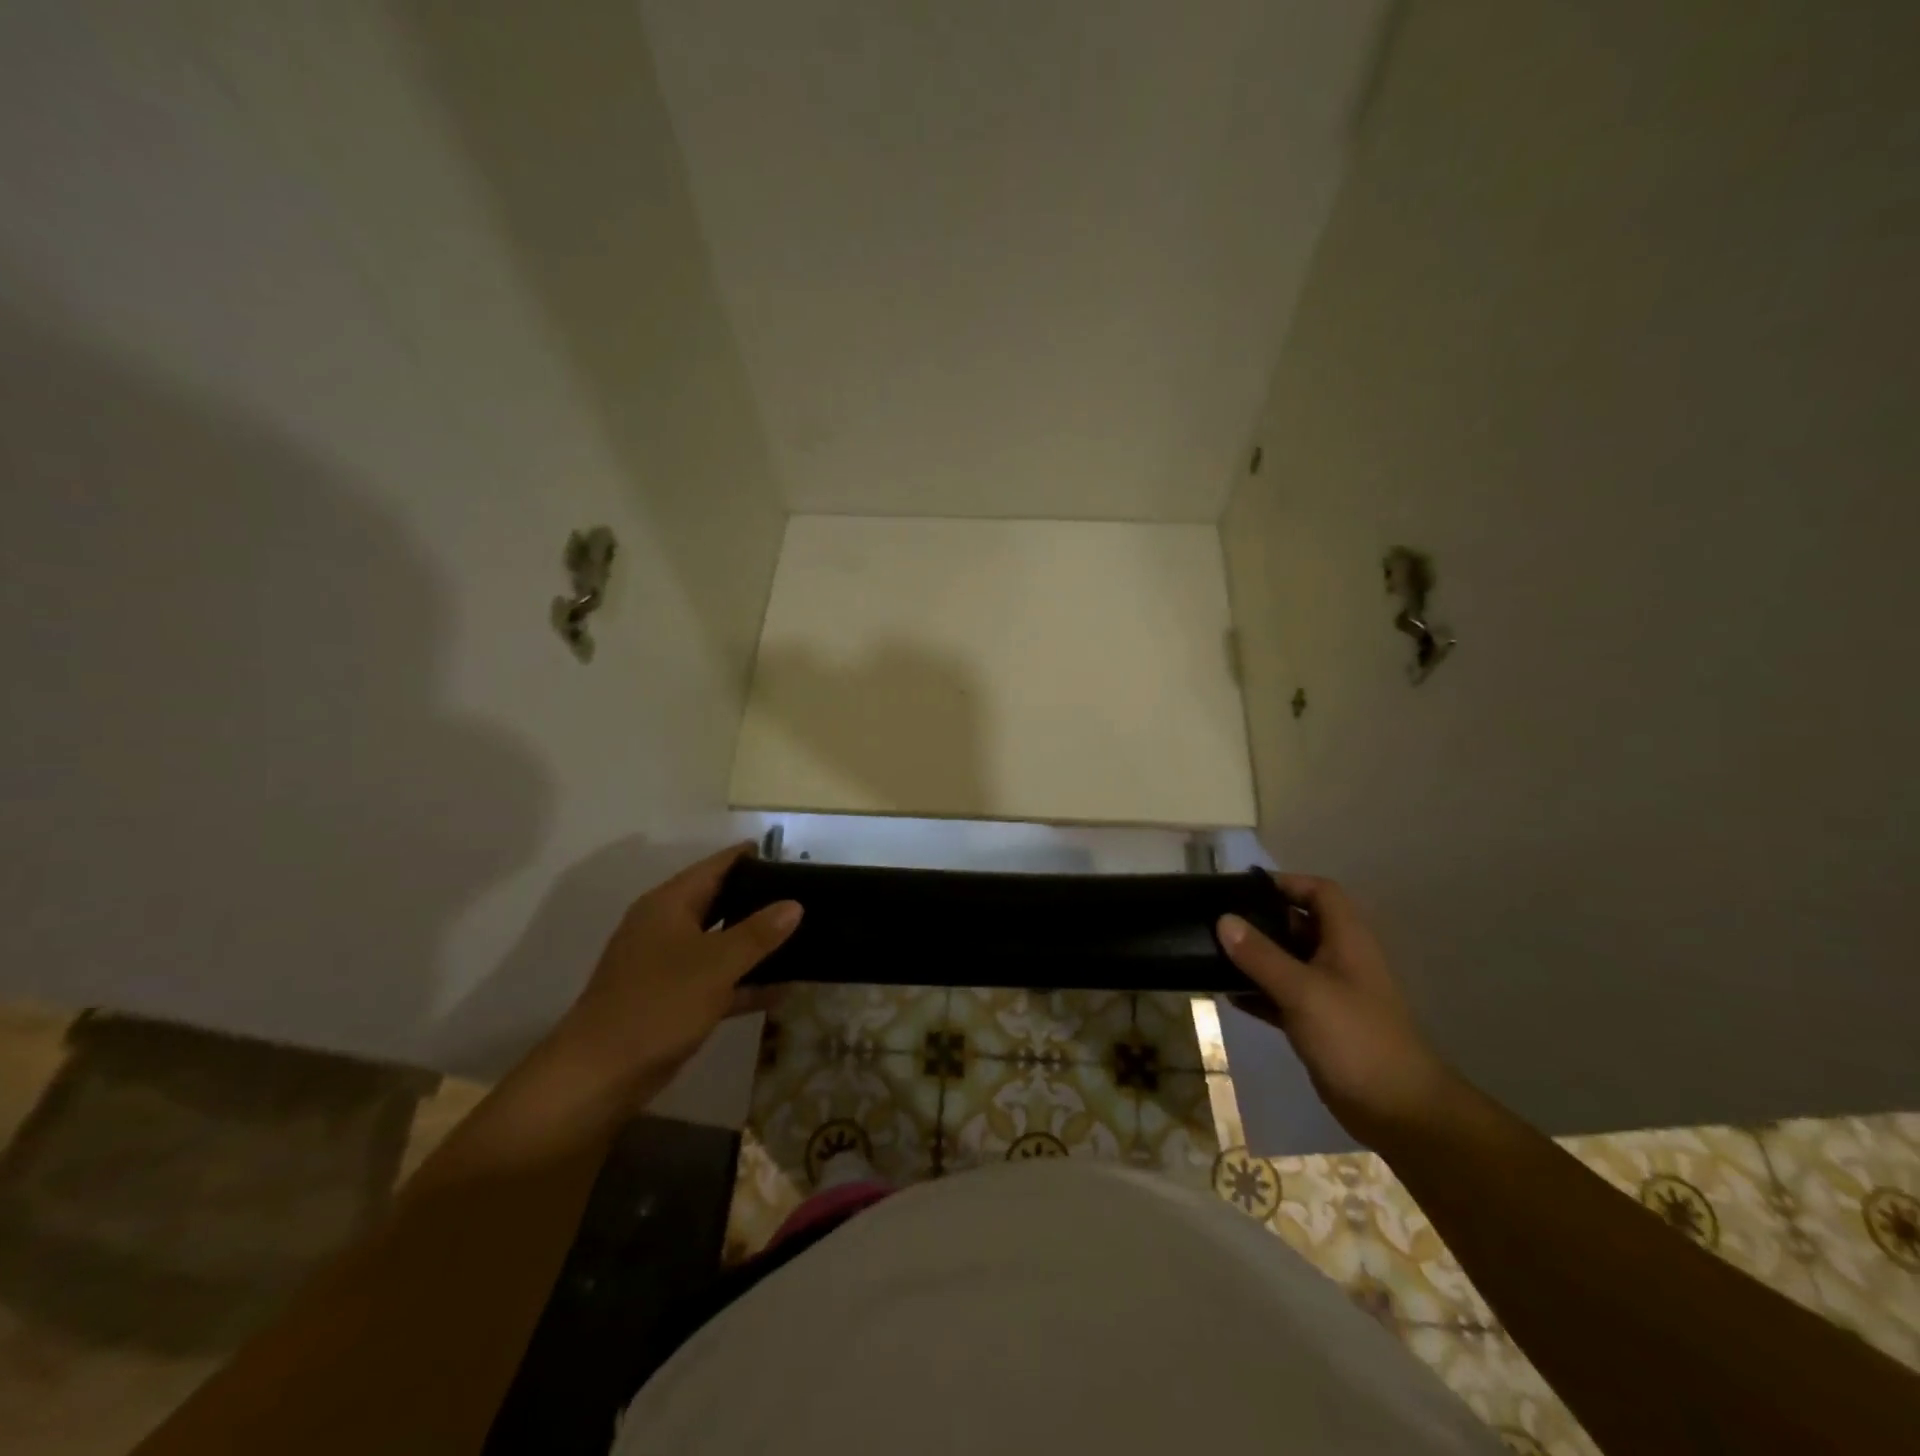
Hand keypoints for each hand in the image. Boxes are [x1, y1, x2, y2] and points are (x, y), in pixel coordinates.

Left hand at [548, 843, 801, 1099]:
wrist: (599, 1075)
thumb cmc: (658, 1004)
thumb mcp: (716, 964)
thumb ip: (758, 933)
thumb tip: (794, 904)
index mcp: (668, 905)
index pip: (714, 867)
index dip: (748, 857)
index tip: (787, 856)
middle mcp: (666, 927)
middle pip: (718, 902)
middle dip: (757, 900)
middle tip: (802, 897)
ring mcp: (667, 965)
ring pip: (719, 943)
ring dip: (755, 945)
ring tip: (801, 938)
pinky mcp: (671, 999)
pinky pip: (716, 980)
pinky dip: (744, 983)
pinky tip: (782, 991)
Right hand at [1218, 874, 1456, 1146]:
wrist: (1398, 1111)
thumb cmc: (1355, 1037)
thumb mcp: (1303, 991)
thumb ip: (1261, 955)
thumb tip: (1223, 920)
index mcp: (1347, 941)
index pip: (1320, 893)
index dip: (1287, 883)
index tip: (1244, 888)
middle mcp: (1339, 960)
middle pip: (1298, 924)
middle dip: (1261, 920)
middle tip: (1217, 919)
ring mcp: (1329, 993)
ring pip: (1287, 961)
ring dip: (1255, 957)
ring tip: (1212, 953)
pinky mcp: (1319, 1024)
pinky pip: (1281, 996)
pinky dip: (1257, 992)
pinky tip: (1226, 994)